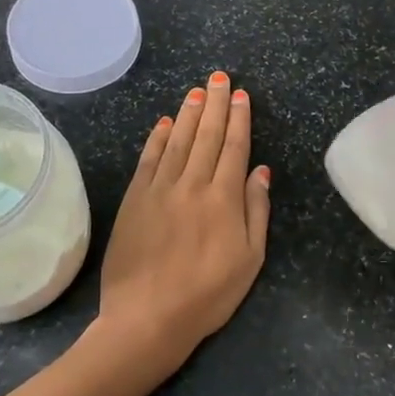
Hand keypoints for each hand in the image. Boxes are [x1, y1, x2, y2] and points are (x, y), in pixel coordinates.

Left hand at [97, 71, 270, 370]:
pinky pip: (148, 160)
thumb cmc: (207, 296)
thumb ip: (256, 212)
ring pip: (178, 141)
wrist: (146, 318)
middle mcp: (191, 185)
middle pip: (206, 136)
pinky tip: (165, 123)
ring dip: (189, 113)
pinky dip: (158, 139)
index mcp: (223, 199)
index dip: (239, 119)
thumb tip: (260, 171)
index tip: (241, 95)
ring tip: (197, 91)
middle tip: (219, 77)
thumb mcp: (250, 261)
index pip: (234, 148)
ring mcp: (159, 190)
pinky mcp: (133, 200)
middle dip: (215, 104)